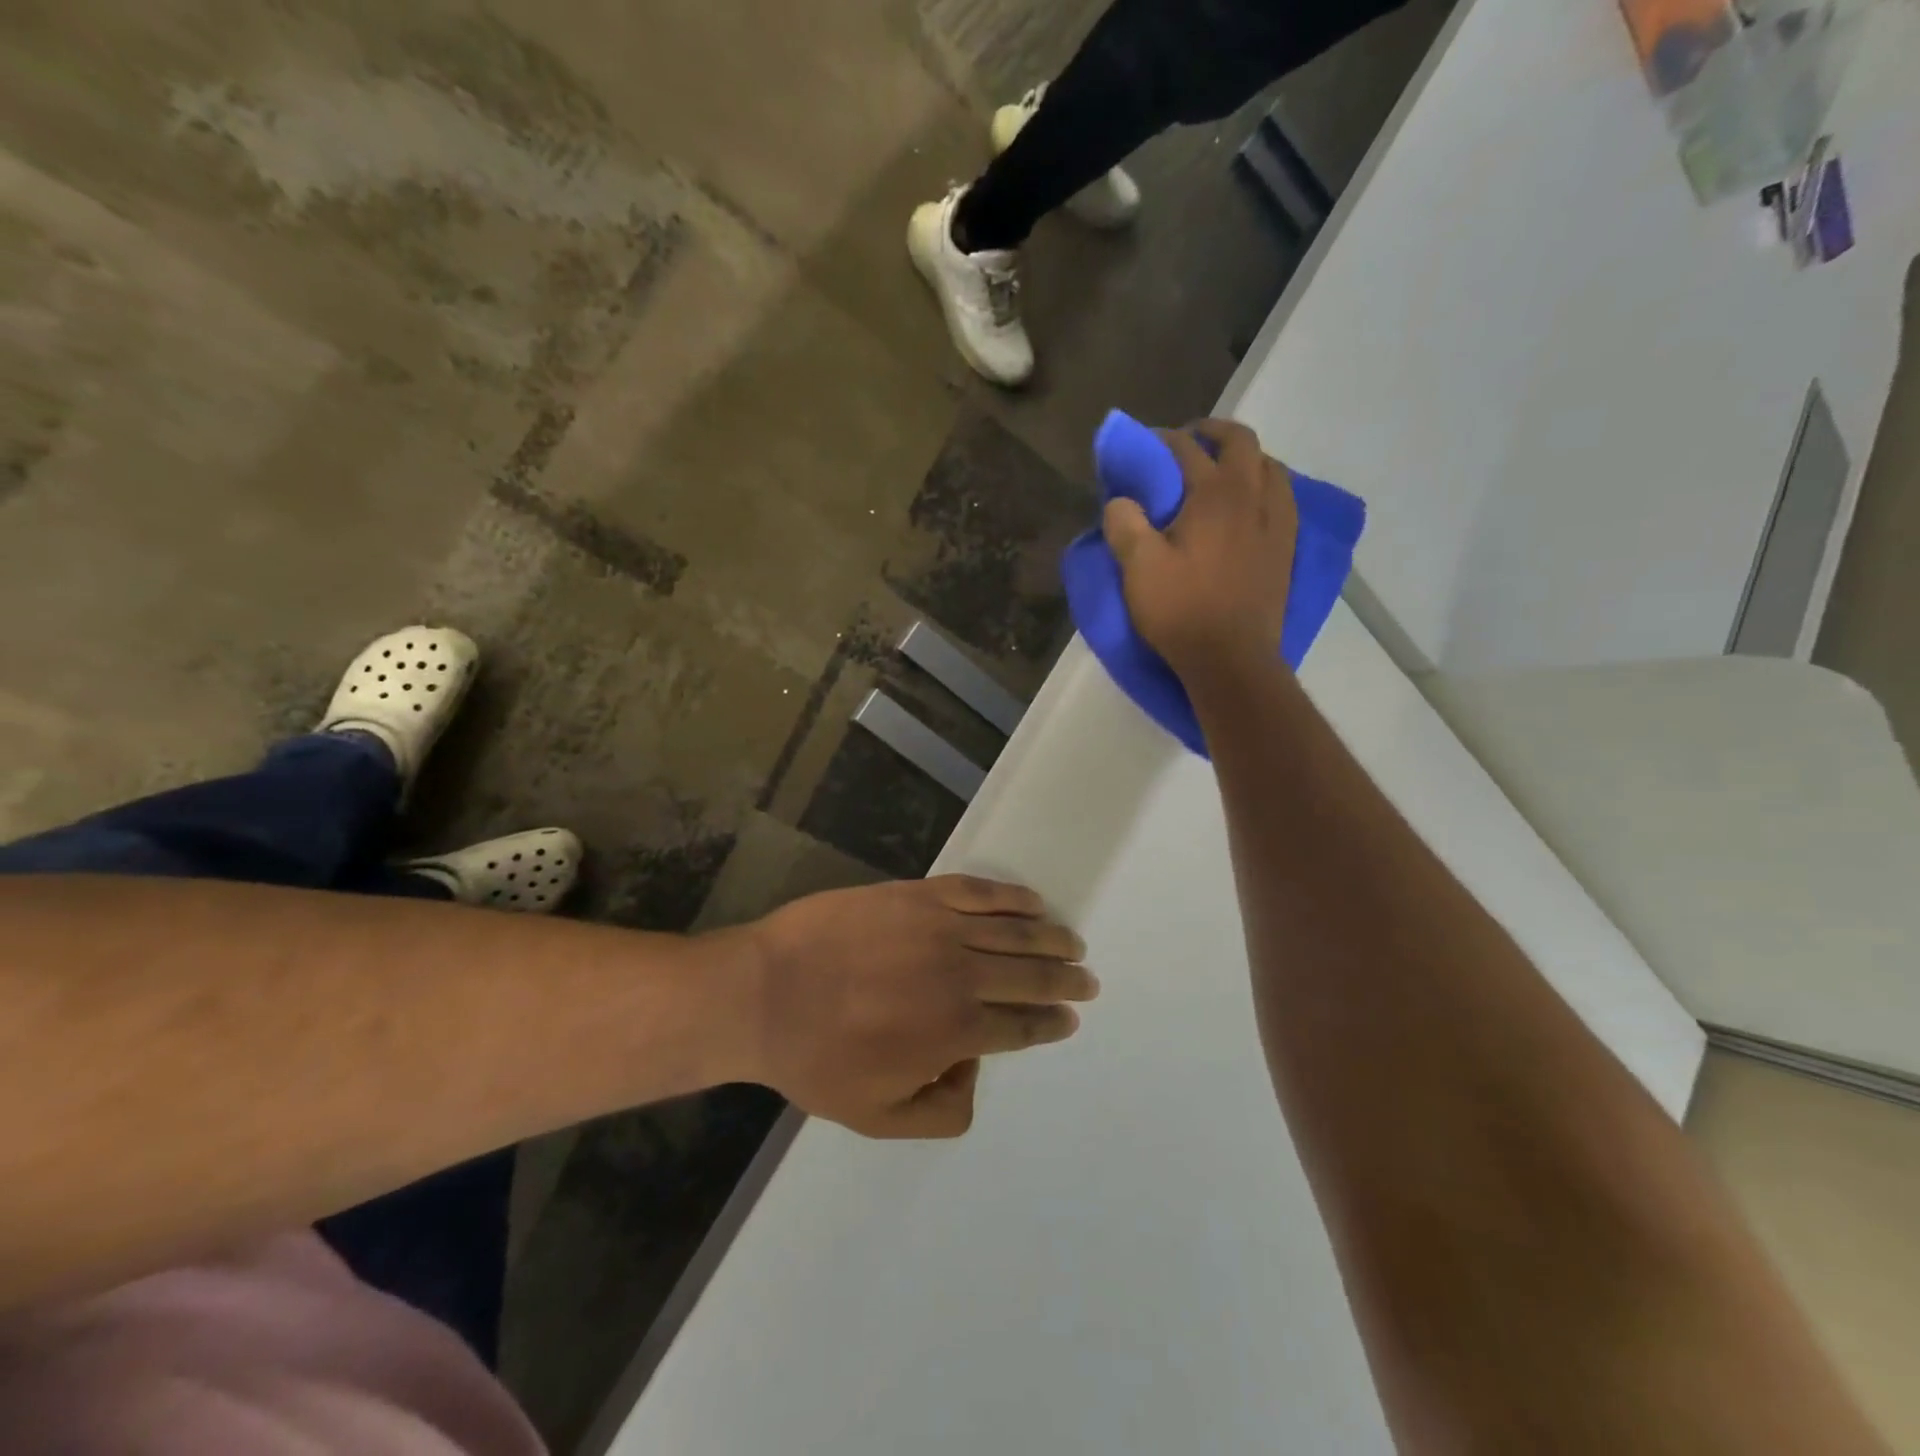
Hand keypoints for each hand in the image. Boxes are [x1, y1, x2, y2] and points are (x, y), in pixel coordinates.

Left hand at [732, 876, 1096, 1138]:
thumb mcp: (877, 1118)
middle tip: (1086, 980)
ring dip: (1048, 938)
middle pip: (1029, 974)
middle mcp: (961, 974)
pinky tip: (1031, 901)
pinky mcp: (918, 894)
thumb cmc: (817, 1059)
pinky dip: (1011, 897)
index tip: (1069, 1019)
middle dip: (1064, 980)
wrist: (764, 992)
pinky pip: (978, 891)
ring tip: (1071, 942)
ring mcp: (941, 927)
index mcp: (957, 1031)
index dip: (1050, 1023)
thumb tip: (974, 1072)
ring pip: (1013, 931)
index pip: (1021, 1025)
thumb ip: (941, 1112)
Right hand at [1102, 418, 1298, 685]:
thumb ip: (1124, 524)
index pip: (1187, 449)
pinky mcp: (1285, 549)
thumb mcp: (1138, 567)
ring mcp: (1276, 523)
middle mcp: (1252, 497)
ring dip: (1244, 459)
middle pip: (1241, 442)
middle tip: (1187, 444)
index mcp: (1215, 495)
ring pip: (1269, 468)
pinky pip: (1281, 499)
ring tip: (1219, 474)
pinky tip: (1247, 508)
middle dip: (1212, 433)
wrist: (1232, 660)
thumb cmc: (1182, 611)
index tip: (1143, 445)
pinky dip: (1263, 487)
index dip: (1161, 441)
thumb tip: (1121, 500)